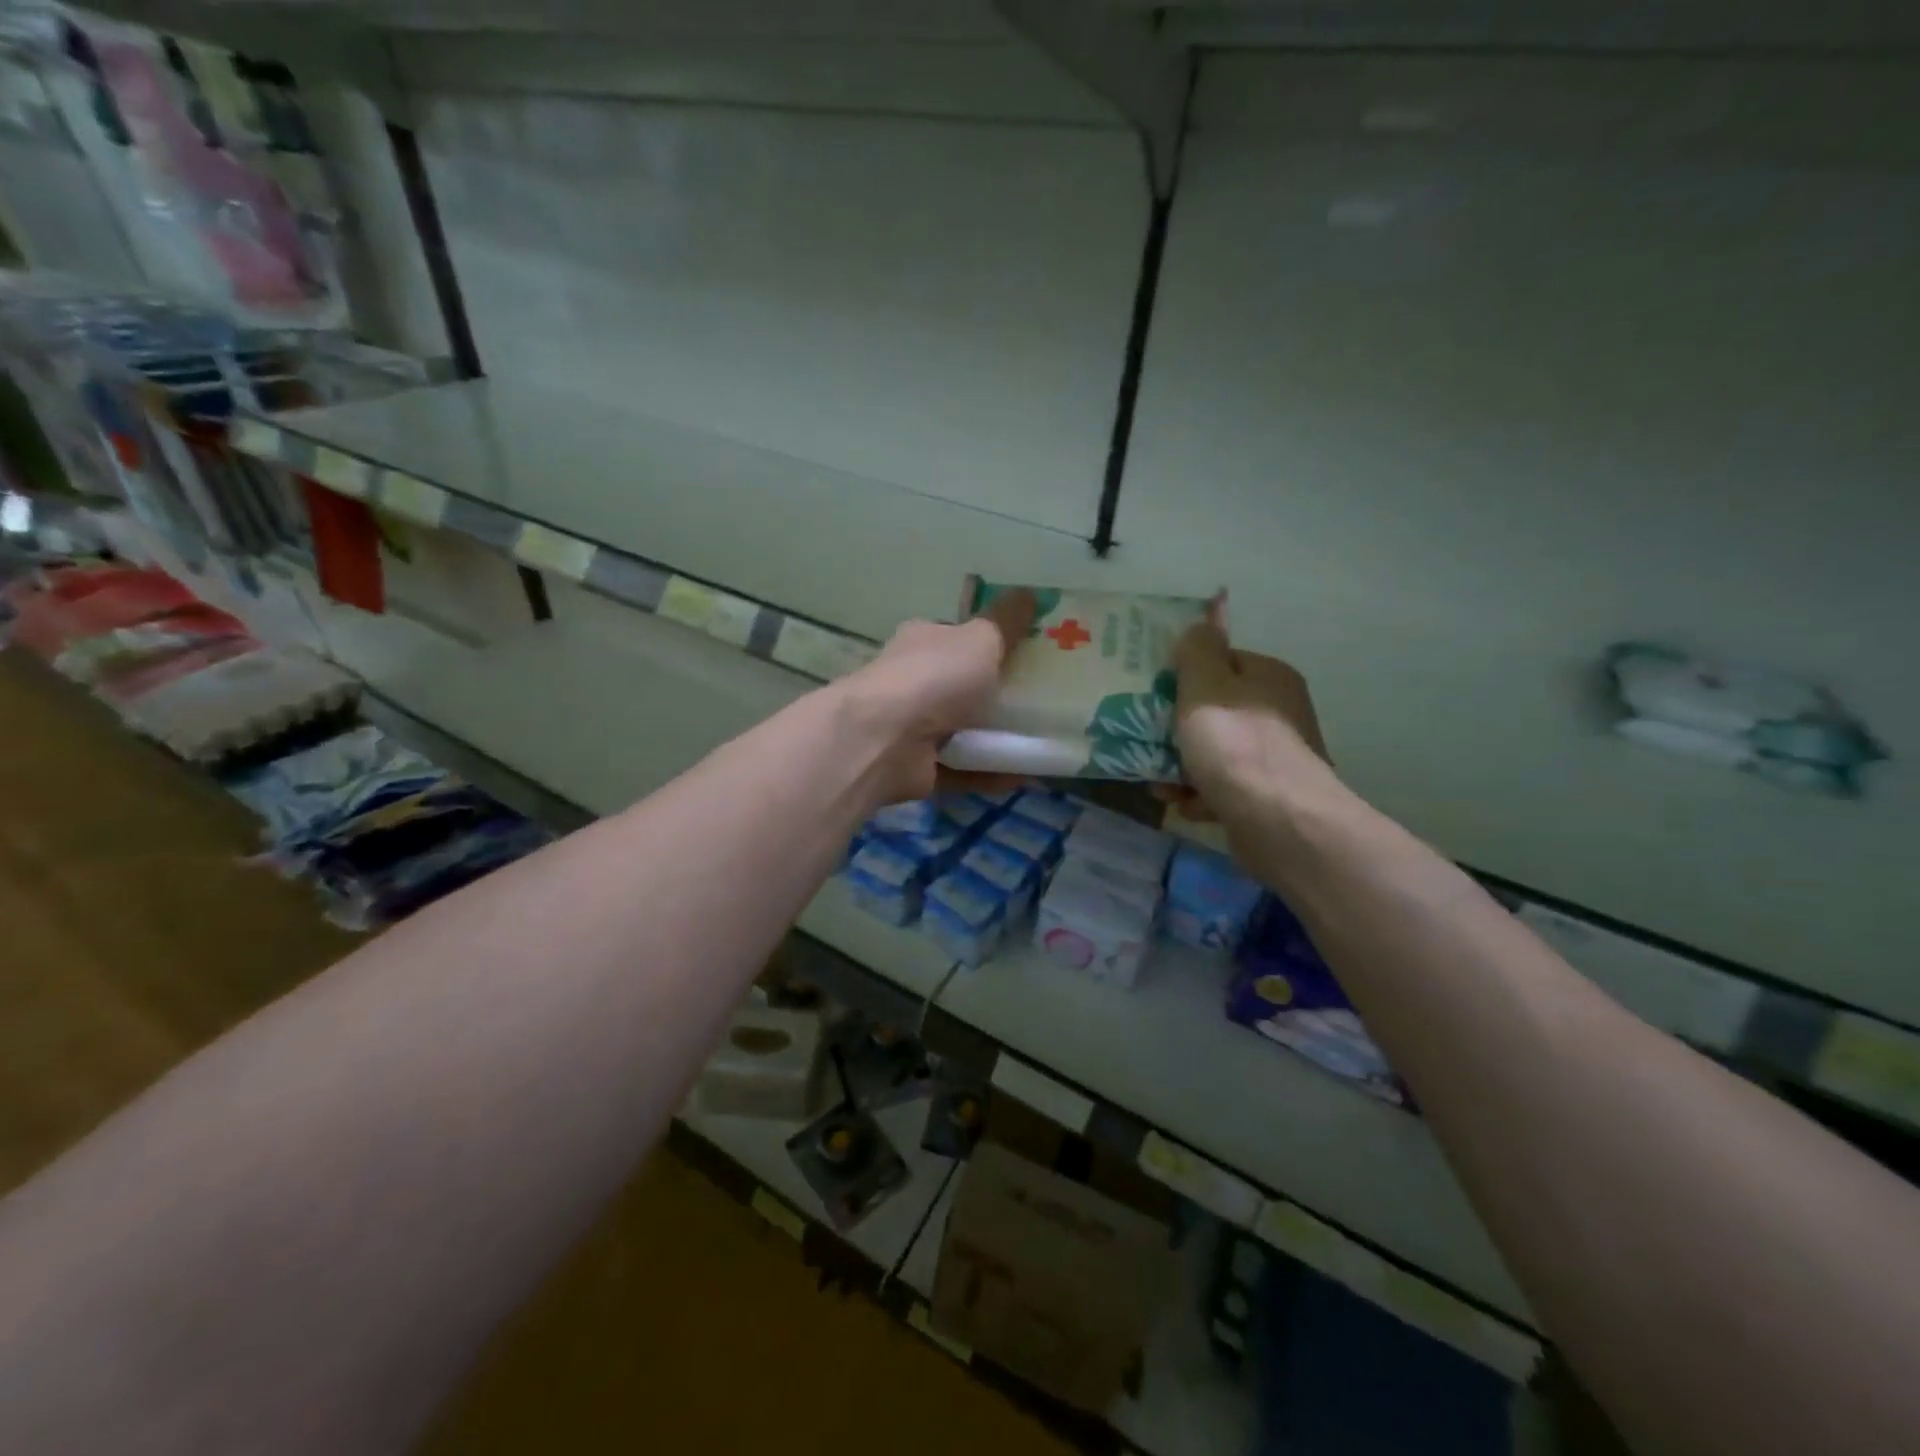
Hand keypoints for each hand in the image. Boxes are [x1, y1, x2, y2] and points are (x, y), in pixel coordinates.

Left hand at [836, 588, 1035, 808]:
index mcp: (925, 642)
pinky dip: (993, 772)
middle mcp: (916, 681)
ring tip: (1046, 741)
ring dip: (1000, 738)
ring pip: (966, 731)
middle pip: (965, 686)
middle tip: (1049, 701)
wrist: (884, 739)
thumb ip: (1006, 620)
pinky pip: (966, 769)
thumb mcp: (980, 639)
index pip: (959, 637)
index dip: (993, 643)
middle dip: (1001, 694)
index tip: (1032, 654)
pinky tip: (1028, 775)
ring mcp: (915, 727)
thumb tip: (1031, 592)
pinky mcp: (920, 768)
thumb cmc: (934, 678)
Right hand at [1161, 597, 1332, 838]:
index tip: (1152, 696)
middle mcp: (1276, 711)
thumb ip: (1197, 650)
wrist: (1278, 822)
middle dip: (1174, 729)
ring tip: (1159, 783)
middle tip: (1146, 742)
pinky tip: (1184, 804)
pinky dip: (1199, 793)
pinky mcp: (1265, 795)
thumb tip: (1202, 623)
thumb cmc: (1234, 746)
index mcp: (1267, 677)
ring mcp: (1273, 756)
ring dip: (1179, 765)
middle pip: (1211, 711)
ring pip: (1212, 751)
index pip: (1218, 663)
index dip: (1182, 677)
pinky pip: (1221, 785)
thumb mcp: (1205, 686)